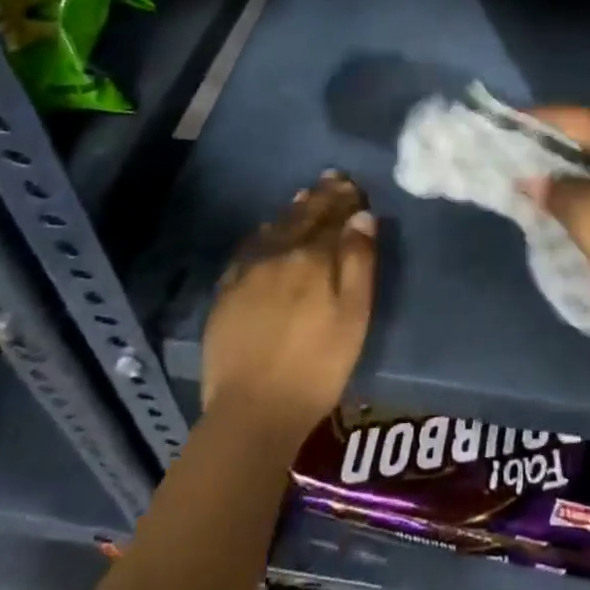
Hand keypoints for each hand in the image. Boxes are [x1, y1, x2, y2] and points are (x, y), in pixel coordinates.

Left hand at [201, 171, 375, 452]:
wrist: (253, 410)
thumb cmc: (318, 366)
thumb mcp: (353, 316)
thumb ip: (358, 262)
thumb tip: (362, 217)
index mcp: (313, 258)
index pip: (333, 217)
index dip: (346, 200)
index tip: (354, 184)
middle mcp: (279, 254)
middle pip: (304, 217)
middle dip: (321, 197)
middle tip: (332, 178)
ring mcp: (248, 272)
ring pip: (276, 228)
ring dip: (294, 210)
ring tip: (305, 196)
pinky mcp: (226, 293)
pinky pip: (248, 249)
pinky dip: (263, 234)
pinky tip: (267, 232)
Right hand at [525, 108, 589, 352]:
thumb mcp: (587, 220)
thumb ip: (556, 191)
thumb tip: (534, 177)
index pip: (574, 117)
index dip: (538, 120)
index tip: (507, 126)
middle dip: (557, 146)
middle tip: (522, 159)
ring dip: (579, 171)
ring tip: (547, 186)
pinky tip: (584, 209)